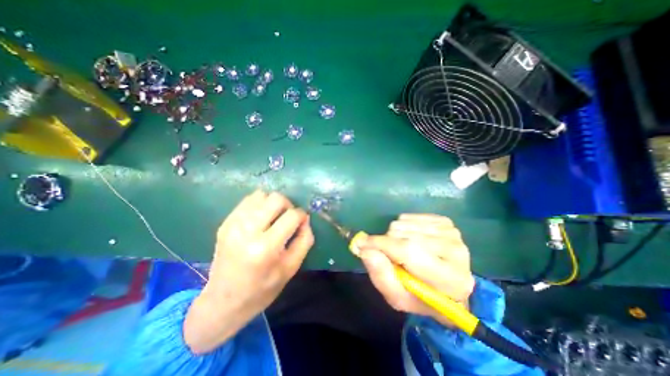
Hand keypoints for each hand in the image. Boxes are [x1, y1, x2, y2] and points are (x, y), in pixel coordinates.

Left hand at [182, 191, 313, 351]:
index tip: (302, 222)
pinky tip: (262, 218)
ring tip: (274, 218)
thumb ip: (304, 240)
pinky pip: (248, 200)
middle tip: (288, 218)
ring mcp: (233, 225)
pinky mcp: (225, 223)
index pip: (292, 216)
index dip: (302, 215)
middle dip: (288, 205)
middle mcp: (247, 231)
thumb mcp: (291, 268)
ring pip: (262, 195)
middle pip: (276, 199)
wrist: (223, 302)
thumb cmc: (262, 289)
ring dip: (273, 204)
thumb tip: (305, 219)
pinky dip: (260, 204)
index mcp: (266, 248)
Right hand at [359, 215, 472, 325]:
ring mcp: (451, 232)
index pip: (408, 251)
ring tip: (402, 250)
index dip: (381, 245)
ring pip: (403, 223)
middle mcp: (455, 251)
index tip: (360, 243)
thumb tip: (365, 249)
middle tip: (390, 256)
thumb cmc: (422, 296)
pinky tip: (411, 239)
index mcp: (449, 278)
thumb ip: (382, 276)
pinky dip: (402, 227)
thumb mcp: (399, 297)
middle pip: (403, 234)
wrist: (449, 287)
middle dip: (387, 243)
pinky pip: (408, 216)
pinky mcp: (444, 221)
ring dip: (394, 236)